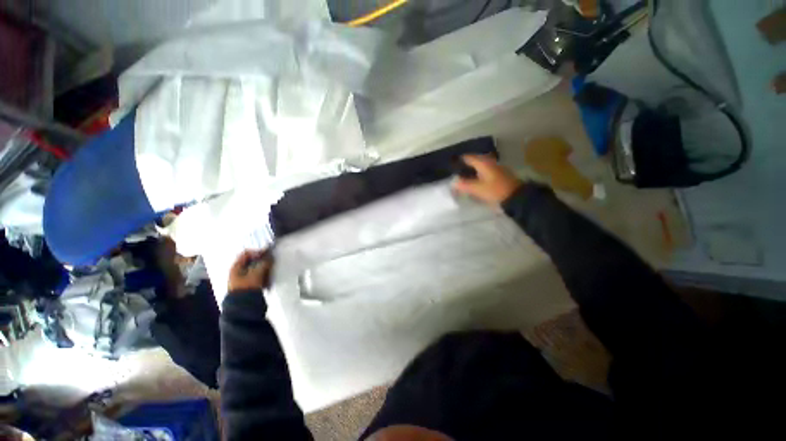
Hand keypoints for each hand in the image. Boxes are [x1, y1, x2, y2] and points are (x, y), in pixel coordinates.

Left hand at [228, 249, 272, 292]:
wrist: (243, 305)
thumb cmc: (248, 286)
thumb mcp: (257, 273)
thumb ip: (264, 263)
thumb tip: (270, 257)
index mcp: (236, 266)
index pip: (246, 253)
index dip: (257, 252)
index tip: (267, 254)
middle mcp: (237, 271)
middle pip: (251, 261)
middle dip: (261, 261)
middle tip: (270, 262)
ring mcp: (241, 278)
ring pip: (254, 268)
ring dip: (263, 268)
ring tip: (270, 271)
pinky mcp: (247, 284)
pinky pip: (255, 275)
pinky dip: (262, 275)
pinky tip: (267, 279)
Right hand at [452, 154, 522, 204]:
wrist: (516, 196)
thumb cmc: (495, 190)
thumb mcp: (477, 189)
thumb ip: (464, 185)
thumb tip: (453, 182)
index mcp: (483, 162)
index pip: (467, 157)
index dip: (458, 161)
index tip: (450, 167)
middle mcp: (489, 162)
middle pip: (473, 161)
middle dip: (464, 166)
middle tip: (455, 173)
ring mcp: (495, 167)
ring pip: (479, 166)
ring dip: (471, 171)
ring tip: (462, 178)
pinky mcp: (499, 174)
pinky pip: (484, 171)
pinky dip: (477, 175)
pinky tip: (474, 182)